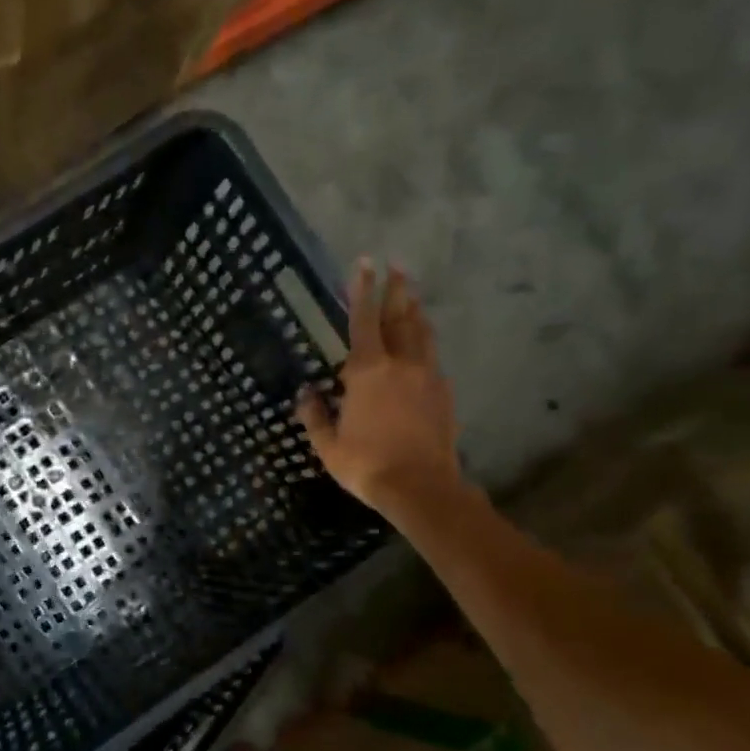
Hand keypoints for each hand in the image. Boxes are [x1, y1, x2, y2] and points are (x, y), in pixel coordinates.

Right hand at [297, 259, 461, 515]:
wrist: (420, 487)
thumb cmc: (365, 464)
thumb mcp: (327, 444)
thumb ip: (315, 414)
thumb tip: (306, 394)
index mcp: (367, 372)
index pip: (363, 321)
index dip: (362, 290)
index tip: (364, 263)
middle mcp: (400, 364)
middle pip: (400, 317)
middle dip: (396, 289)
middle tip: (396, 265)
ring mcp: (427, 376)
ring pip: (422, 333)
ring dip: (415, 310)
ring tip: (411, 294)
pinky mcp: (443, 393)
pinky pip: (431, 357)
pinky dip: (424, 341)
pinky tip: (420, 345)